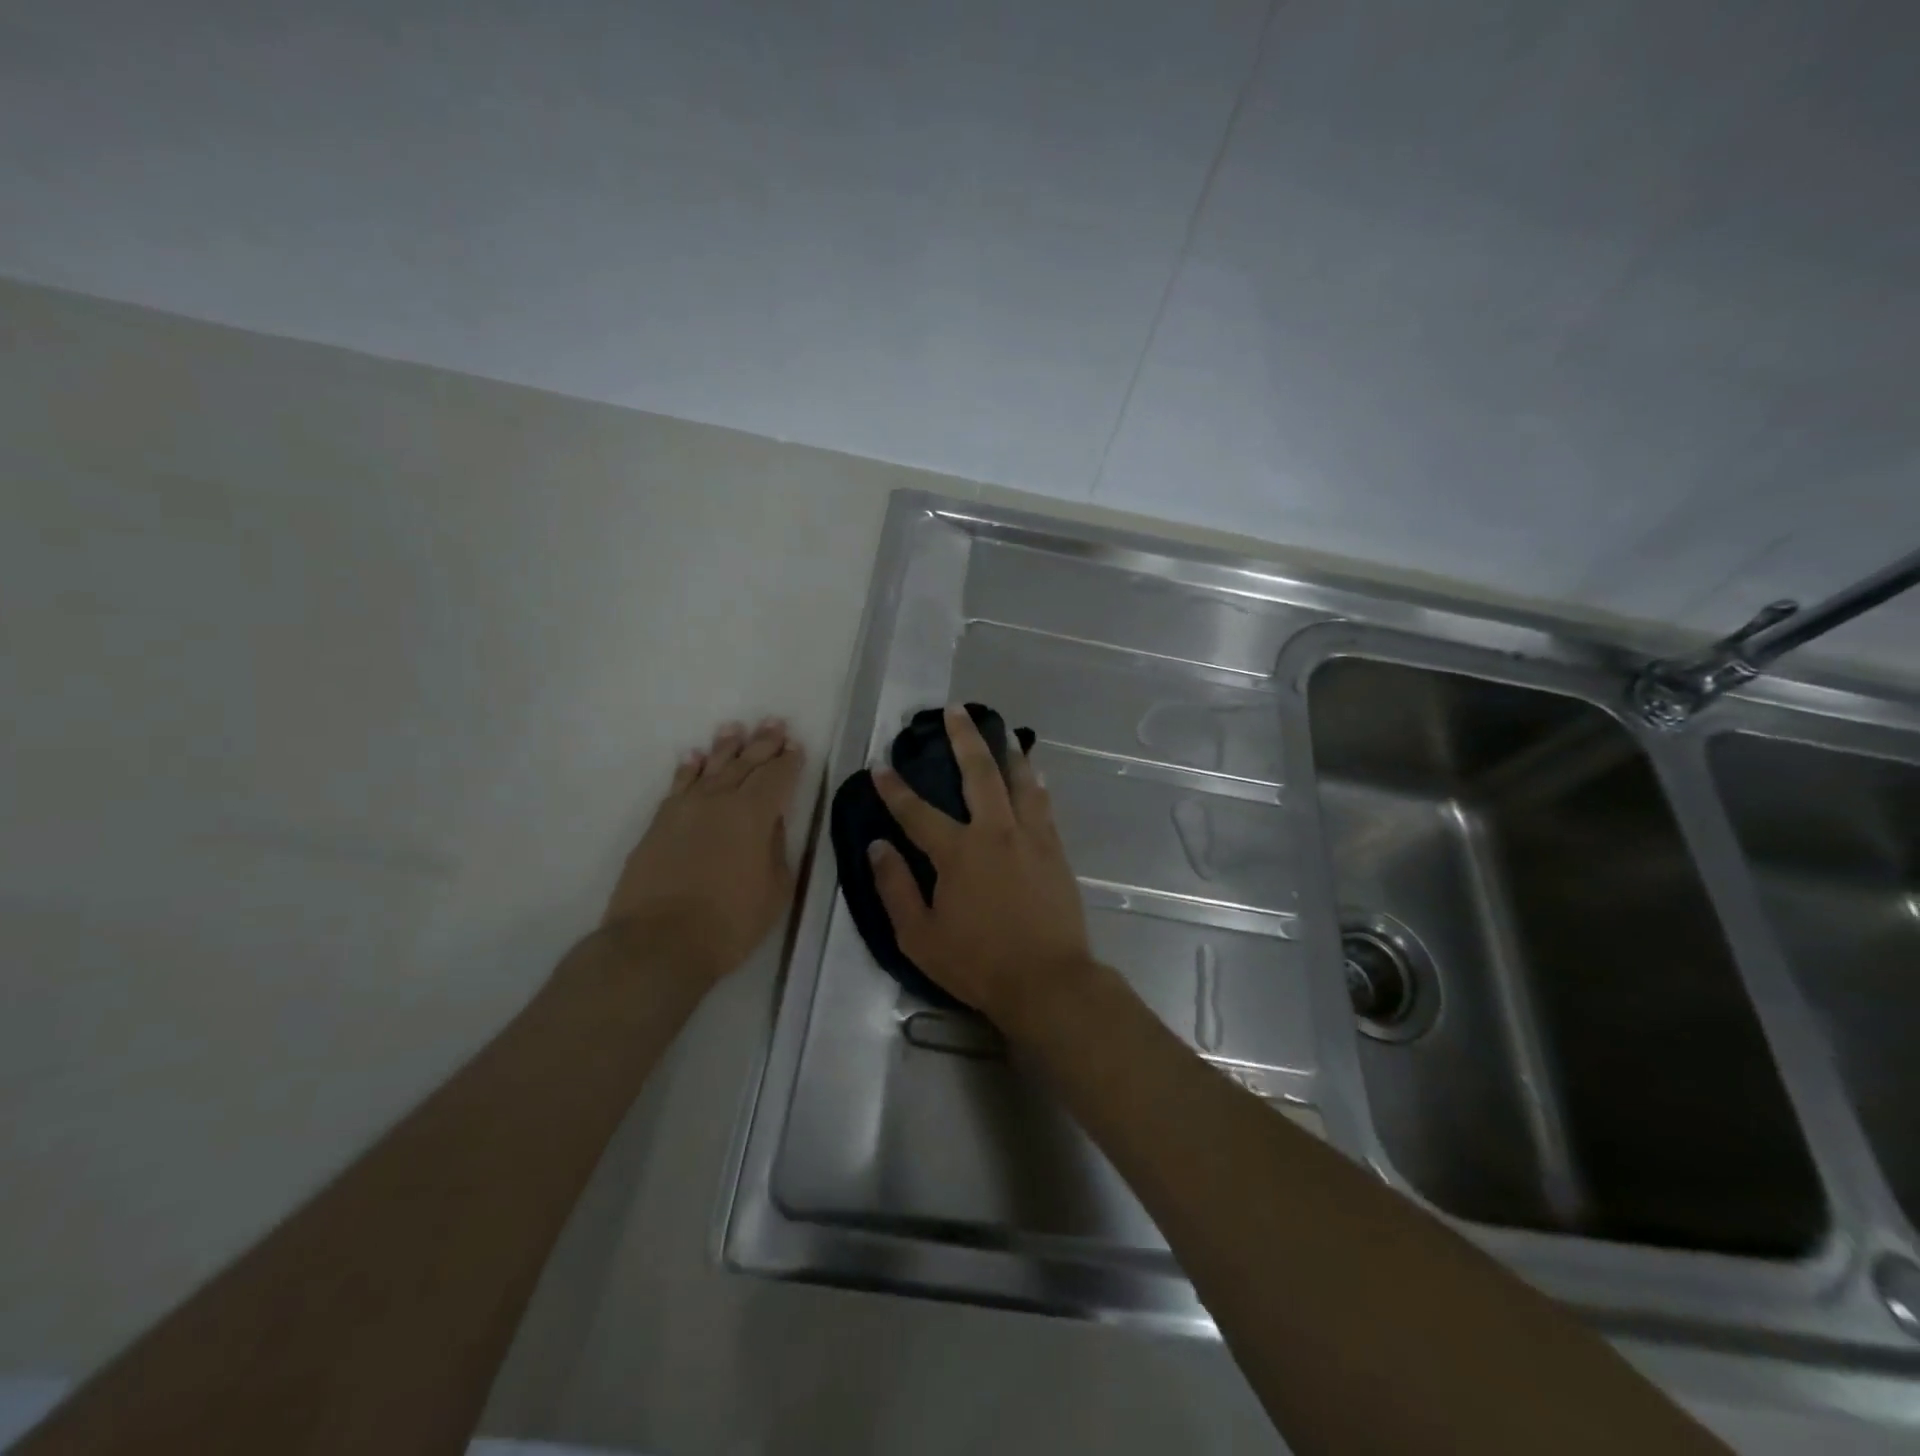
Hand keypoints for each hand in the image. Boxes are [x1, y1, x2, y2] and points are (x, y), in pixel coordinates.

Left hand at [603, 718, 806, 984]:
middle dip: (763, 744)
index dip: (789, 761)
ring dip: (725, 747)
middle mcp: (719, 801)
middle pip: (746, 764)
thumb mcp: (774, 889)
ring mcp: (685, 809)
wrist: (658, 942)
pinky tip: (693, 757)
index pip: (777, 777)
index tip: (796, 746)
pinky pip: (678, 785)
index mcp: (754, 814)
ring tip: (735, 728)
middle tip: (774, 723)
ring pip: (710, 768)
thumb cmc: (729, 922)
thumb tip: (771, 823)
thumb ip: (776, 848)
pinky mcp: (659, 824)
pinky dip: (687, 769)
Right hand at [869, 705, 1090, 1030]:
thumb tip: (877, 846)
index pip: (916, 811)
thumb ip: (895, 888)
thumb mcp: (919, 936)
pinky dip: (1035, 783)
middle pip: (978, 774)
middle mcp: (995, 832)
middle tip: (956, 711)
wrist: (1048, 981)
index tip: (881, 764)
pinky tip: (1035, 774)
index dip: (895, 787)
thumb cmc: (978, 963)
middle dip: (964, 739)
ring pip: (1019, 781)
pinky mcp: (1055, 850)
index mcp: (957, 852)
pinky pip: (1044, 804)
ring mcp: (1030, 837)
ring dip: (1007, 752)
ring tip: (1003, 730)